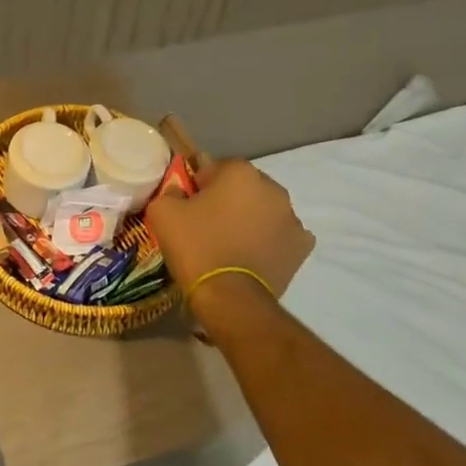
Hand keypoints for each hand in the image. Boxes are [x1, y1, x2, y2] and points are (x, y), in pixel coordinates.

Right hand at [145, 158, 315, 325]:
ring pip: (264, 209)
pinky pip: (280, 234)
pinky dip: (268, 240)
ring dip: (250, 218)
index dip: (199, 185)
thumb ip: (171, 190)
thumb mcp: (163, 211)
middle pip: (243, 187)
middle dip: (228, 199)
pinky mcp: (303, 246)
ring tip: (230, 243)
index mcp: (240, 172)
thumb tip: (179, 191)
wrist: (231, 297)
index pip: (215, 167)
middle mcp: (273, 188)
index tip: (188, 205)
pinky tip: (252, 255)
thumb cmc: (196, 246)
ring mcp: (293, 218)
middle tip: (207, 224)